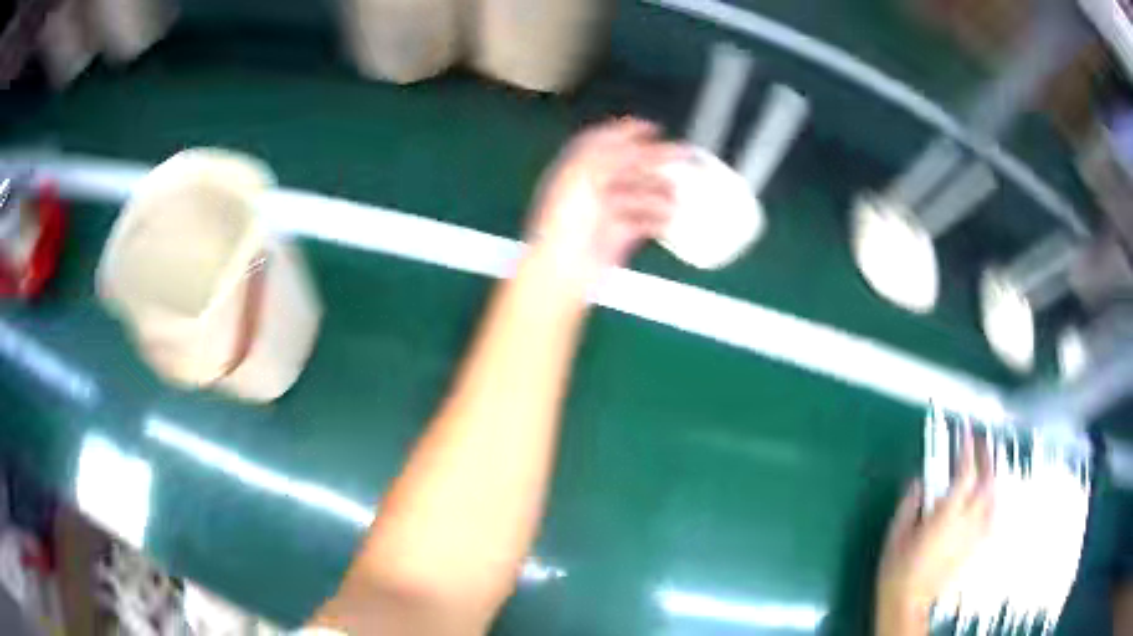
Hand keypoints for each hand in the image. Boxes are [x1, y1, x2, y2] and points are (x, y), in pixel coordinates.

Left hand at [527, 118, 686, 284]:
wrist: (562, 268)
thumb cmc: (566, 219)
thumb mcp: (584, 174)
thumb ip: (610, 154)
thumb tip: (635, 142)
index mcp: (577, 169)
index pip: (603, 142)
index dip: (628, 132)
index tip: (654, 128)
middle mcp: (590, 188)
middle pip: (626, 166)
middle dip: (654, 158)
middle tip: (682, 154)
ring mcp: (605, 213)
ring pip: (638, 193)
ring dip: (659, 190)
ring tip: (677, 192)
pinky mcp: (618, 236)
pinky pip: (643, 222)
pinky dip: (658, 218)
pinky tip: (670, 218)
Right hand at [876, 425, 993, 633]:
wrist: (908, 602)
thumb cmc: (898, 569)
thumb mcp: (896, 534)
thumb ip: (910, 504)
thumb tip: (920, 480)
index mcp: (946, 517)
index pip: (965, 475)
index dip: (967, 449)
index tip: (965, 431)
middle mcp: (966, 523)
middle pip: (986, 482)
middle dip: (985, 457)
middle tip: (980, 441)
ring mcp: (974, 535)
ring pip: (993, 498)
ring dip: (992, 476)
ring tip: (987, 464)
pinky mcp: (975, 547)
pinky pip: (992, 518)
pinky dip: (994, 501)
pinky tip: (991, 497)